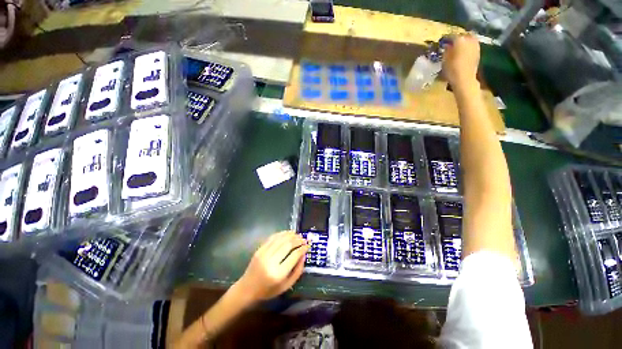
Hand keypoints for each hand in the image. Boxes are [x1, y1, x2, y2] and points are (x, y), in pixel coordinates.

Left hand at [235, 231, 308, 302]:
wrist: (247, 289)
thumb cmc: (268, 290)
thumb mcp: (286, 286)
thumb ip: (297, 271)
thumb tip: (303, 255)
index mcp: (278, 274)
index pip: (294, 256)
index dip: (302, 248)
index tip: (308, 245)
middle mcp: (271, 262)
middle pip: (288, 245)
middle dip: (298, 240)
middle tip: (304, 239)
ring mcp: (264, 254)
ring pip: (280, 239)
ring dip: (291, 235)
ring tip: (298, 235)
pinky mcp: (259, 249)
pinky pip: (272, 238)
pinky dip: (282, 234)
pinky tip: (288, 233)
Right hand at [442, 33, 480, 87]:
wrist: (465, 79)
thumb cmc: (452, 70)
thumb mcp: (444, 60)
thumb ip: (446, 50)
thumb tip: (447, 45)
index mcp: (459, 40)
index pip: (452, 36)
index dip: (447, 38)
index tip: (443, 41)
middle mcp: (469, 40)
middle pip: (463, 35)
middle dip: (458, 38)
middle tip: (452, 42)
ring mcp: (475, 45)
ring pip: (469, 39)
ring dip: (464, 41)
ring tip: (459, 46)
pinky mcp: (478, 52)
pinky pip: (472, 45)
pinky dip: (468, 46)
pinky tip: (464, 51)